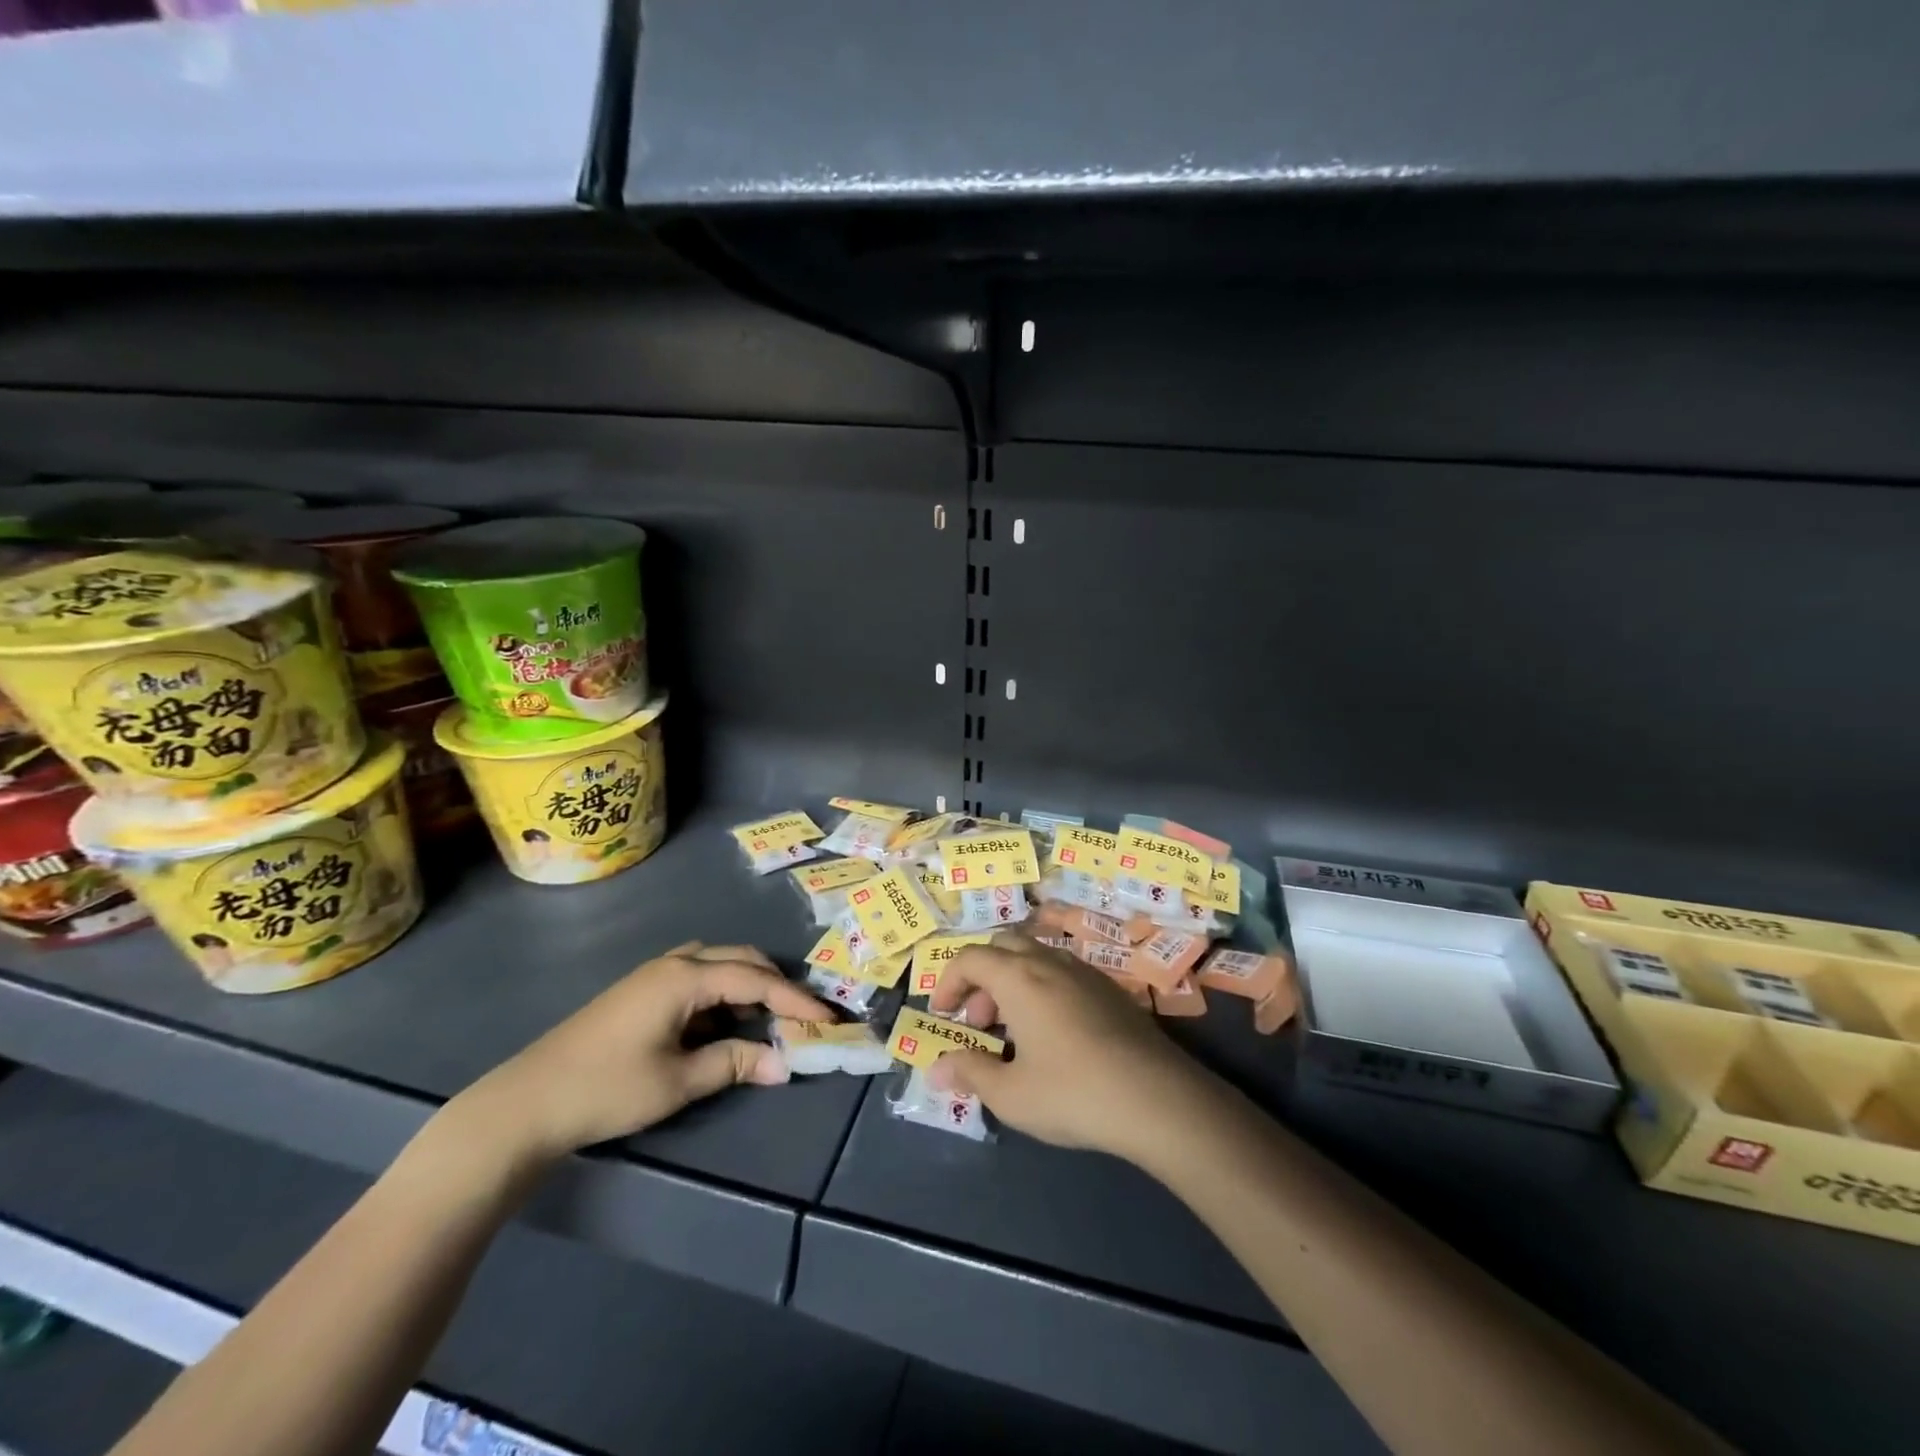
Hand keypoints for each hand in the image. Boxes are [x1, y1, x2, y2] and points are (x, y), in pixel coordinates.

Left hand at [453, 943, 828, 1164]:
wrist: (524, 1104)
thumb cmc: (606, 1088)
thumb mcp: (677, 1081)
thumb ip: (735, 1064)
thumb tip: (785, 1063)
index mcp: (684, 977)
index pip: (755, 979)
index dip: (795, 999)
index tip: (827, 1019)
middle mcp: (672, 964)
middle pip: (739, 959)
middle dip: (774, 984)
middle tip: (801, 1016)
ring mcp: (652, 975)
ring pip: (716, 965)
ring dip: (747, 986)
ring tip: (768, 1018)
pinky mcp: (639, 993)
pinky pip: (695, 980)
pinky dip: (721, 995)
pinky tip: (724, 1024)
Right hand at [927, 932, 1220, 1164]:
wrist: (1157, 1098)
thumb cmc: (1072, 1093)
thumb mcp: (1010, 1094)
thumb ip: (970, 1072)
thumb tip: (936, 1068)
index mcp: (1019, 977)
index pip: (970, 958)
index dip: (948, 982)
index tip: (942, 1016)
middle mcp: (1049, 962)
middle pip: (1003, 946)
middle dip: (981, 978)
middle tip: (980, 1023)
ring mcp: (1084, 972)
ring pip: (1035, 956)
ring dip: (1012, 982)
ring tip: (1014, 1032)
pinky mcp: (1109, 989)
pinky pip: (1062, 972)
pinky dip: (1041, 989)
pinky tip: (1052, 1034)